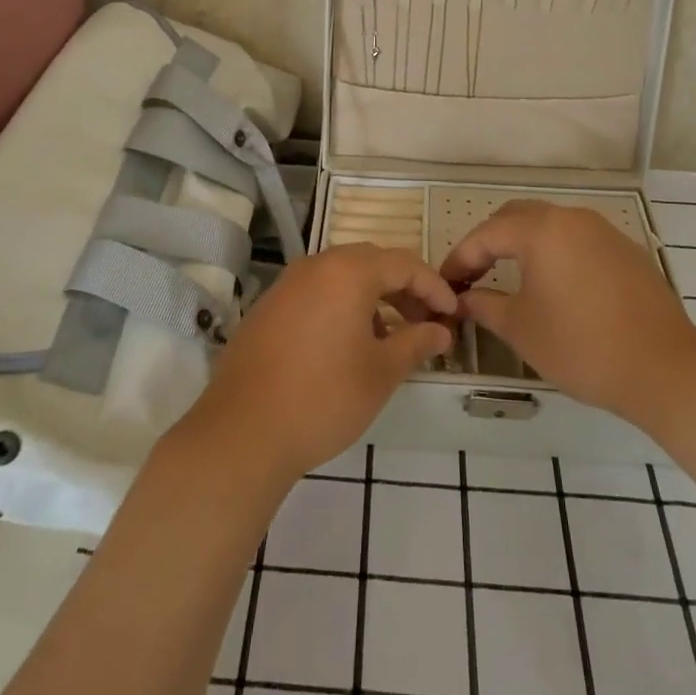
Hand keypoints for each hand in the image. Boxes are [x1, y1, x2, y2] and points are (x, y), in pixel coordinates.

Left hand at [174, 244, 456, 482]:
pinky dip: (342, 306)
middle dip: (404, 289)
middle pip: (371, 263)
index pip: (403, 264)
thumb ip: (415, 343)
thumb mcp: (381, 373)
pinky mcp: (268, 307)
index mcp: (347, 272)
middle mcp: (315, 266)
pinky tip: (349, 344)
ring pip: (341, 277)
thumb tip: (440, 331)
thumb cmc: (324, 397)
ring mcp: (287, 285)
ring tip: (390, 338)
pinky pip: (316, 293)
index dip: (434, 287)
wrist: (242, 431)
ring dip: (373, 298)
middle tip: (425, 322)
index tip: (453, 315)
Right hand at [439, 200, 695, 429]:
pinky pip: (577, 241)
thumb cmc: (581, 346)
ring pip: (550, 225)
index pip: (486, 234)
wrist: (665, 368)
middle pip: (517, 217)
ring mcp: (604, 231)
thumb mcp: (521, 328)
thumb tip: (464, 299)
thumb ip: (485, 305)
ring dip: (523, 245)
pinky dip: (554, 254)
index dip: (460, 259)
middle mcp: (571, 218)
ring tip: (508, 277)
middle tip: (472, 275)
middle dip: (489, 242)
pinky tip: (554, 286)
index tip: (445, 284)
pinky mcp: (627, 251)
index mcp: (541, 229)